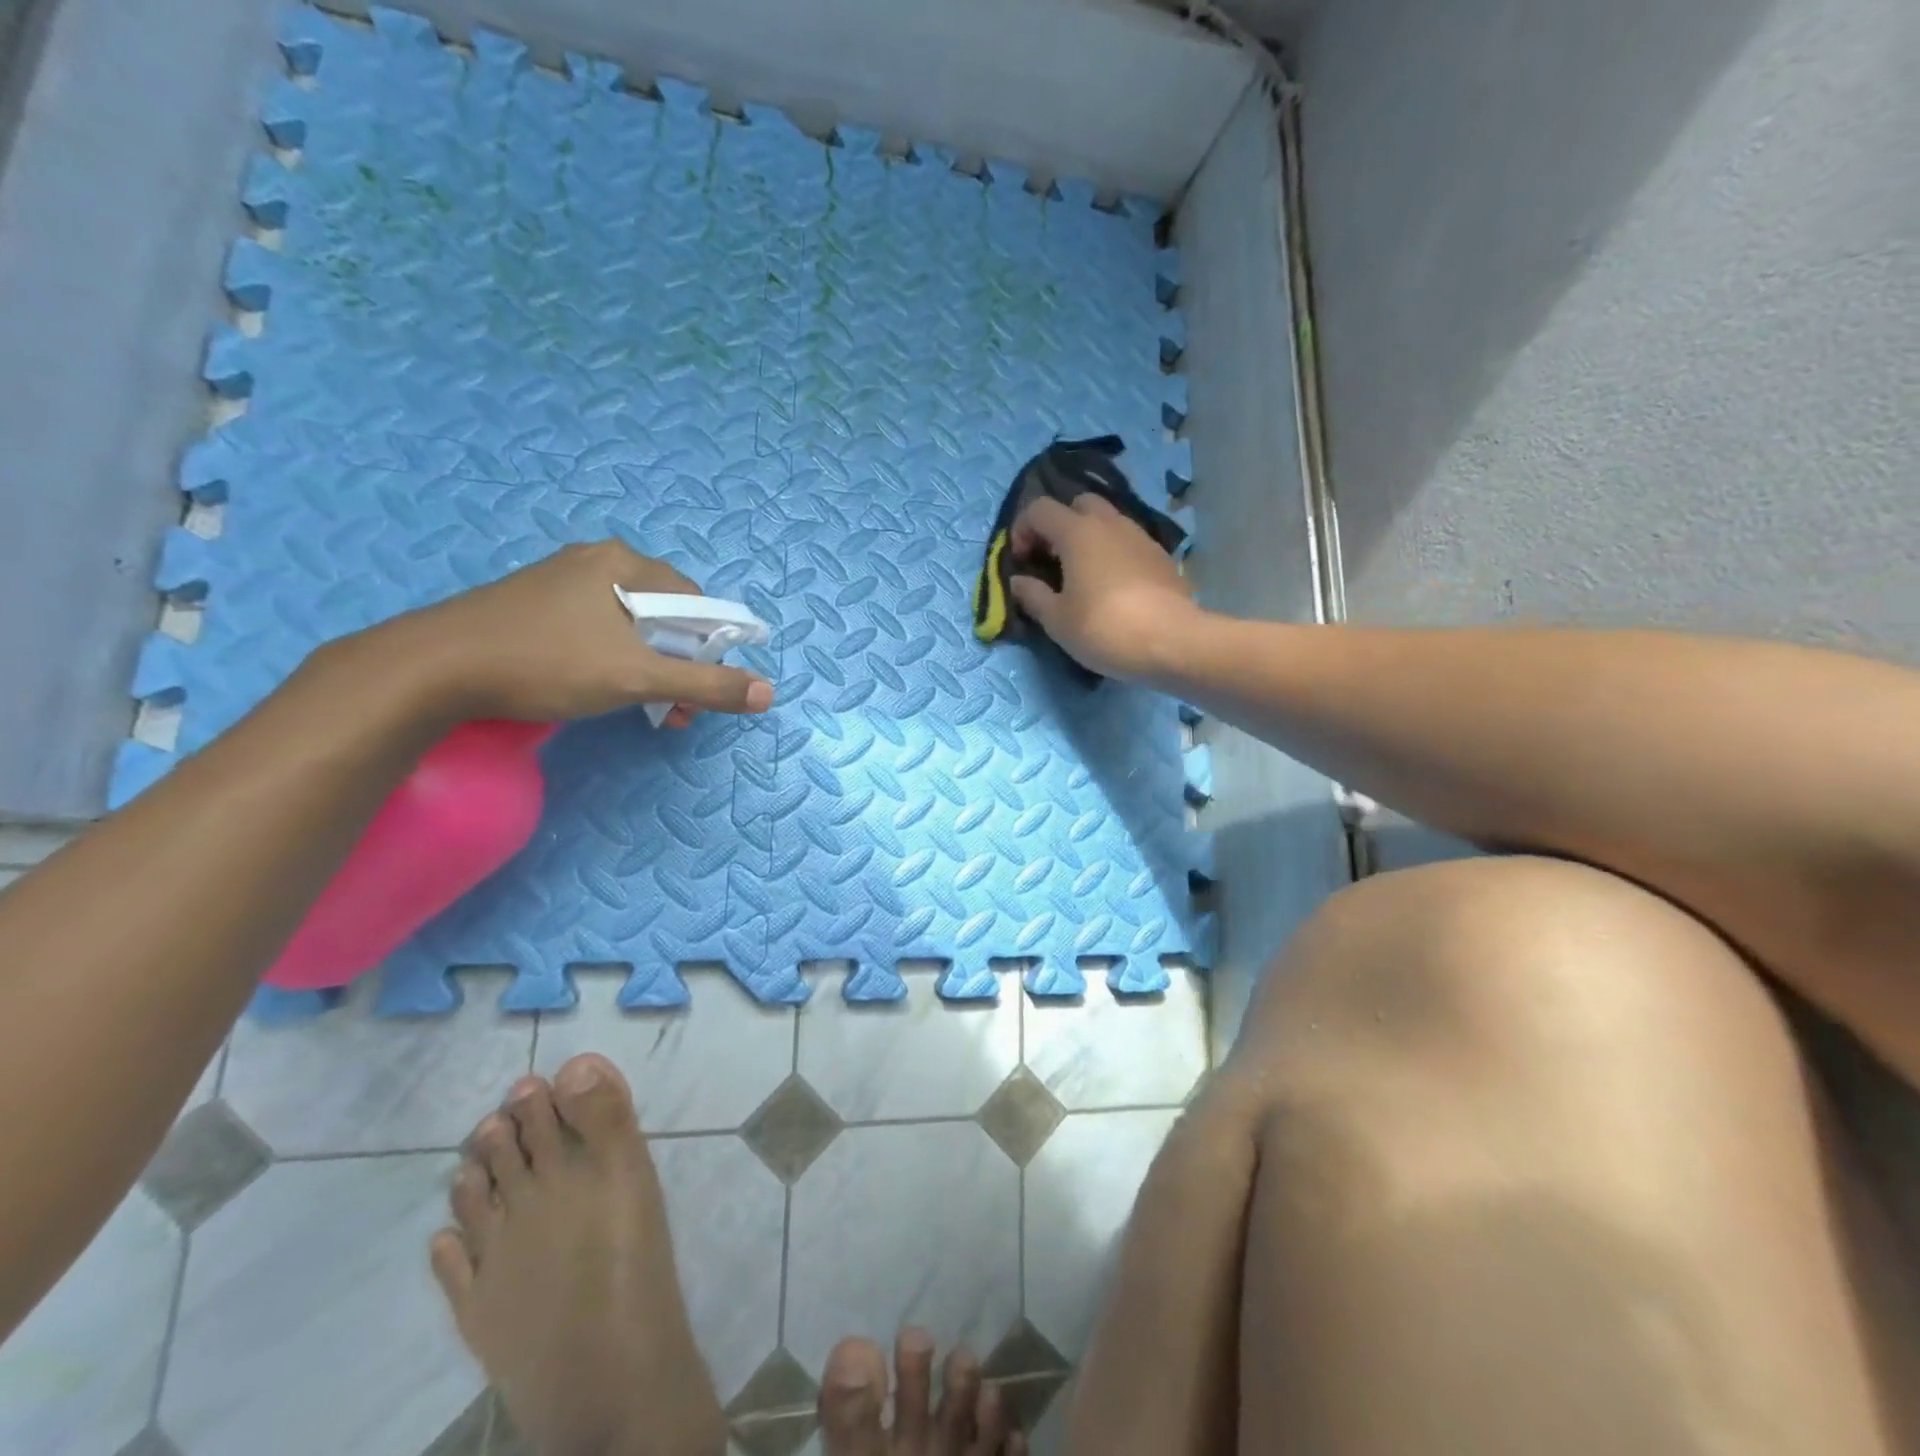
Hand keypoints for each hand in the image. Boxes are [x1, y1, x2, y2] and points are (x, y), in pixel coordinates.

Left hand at [362, 540, 774, 723]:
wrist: (434, 668)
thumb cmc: (548, 662)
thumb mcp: (637, 678)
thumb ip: (706, 685)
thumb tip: (768, 692)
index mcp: (626, 563)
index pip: (696, 601)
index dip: (711, 647)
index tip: (703, 689)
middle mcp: (597, 561)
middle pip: (664, 614)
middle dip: (679, 665)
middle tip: (675, 709)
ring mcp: (561, 581)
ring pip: (629, 625)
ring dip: (649, 667)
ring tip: (645, 708)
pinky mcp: (535, 604)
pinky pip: (596, 628)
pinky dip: (613, 659)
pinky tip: (599, 687)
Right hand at [1009, 494, 1200, 681]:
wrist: (1173, 642)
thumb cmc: (1104, 628)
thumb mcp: (1057, 620)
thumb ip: (1033, 595)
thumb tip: (1018, 581)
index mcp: (1077, 532)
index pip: (1039, 509)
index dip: (1023, 530)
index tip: (1022, 562)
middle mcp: (1109, 523)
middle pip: (1078, 504)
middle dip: (1060, 525)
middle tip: (1053, 560)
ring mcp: (1140, 536)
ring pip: (1107, 521)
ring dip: (1088, 538)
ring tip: (1082, 575)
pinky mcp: (1160, 555)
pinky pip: (1128, 542)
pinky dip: (1113, 553)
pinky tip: (1112, 586)